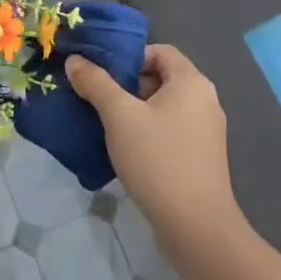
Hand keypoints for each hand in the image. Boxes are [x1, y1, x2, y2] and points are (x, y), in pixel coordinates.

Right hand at [67, 44, 242, 247]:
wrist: (196, 228)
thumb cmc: (158, 160)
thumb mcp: (119, 115)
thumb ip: (95, 82)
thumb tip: (75, 60)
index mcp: (192, 82)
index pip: (158, 51)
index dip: (128, 57)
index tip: (102, 75)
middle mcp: (205, 101)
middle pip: (160, 78)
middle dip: (126, 85)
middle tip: (97, 99)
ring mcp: (206, 132)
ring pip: (162, 107)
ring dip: (133, 111)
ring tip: (105, 125)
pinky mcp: (201, 158)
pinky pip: (169, 131)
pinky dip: (147, 132)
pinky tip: (125, 150)